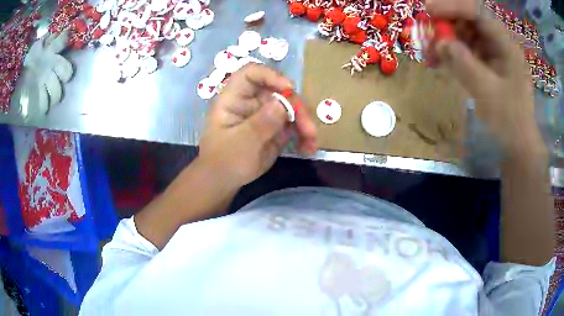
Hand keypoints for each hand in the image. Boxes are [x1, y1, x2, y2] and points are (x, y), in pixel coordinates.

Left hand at [198, 64, 316, 188]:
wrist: (223, 181)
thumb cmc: (224, 161)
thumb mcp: (241, 143)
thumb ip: (261, 123)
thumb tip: (283, 103)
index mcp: (234, 98)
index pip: (251, 73)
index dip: (270, 75)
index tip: (288, 88)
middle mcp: (251, 102)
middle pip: (278, 91)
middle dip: (296, 107)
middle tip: (308, 129)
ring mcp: (264, 114)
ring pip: (290, 107)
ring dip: (304, 122)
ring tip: (311, 142)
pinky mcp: (275, 128)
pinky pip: (293, 125)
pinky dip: (303, 134)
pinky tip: (308, 147)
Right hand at [426, 0, 544, 157]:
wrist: (518, 145)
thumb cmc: (509, 122)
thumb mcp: (488, 93)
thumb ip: (465, 64)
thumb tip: (441, 43)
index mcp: (506, 45)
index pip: (477, 11)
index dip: (452, 6)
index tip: (428, 10)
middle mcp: (499, 43)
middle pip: (469, 20)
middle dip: (446, 24)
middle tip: (426, 36)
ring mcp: (494, 53)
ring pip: (465, 34)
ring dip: (446, 40)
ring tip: (430, 55)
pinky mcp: (488, 63)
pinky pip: (466, 50)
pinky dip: (452, 54)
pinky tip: (439, 62)